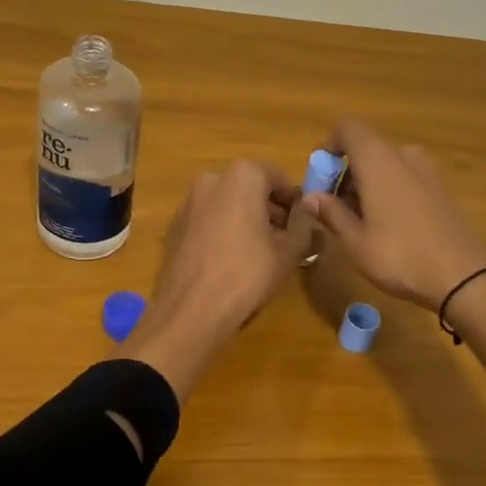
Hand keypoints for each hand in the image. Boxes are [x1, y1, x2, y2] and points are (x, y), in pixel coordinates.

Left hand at [125, 161, 310, 399]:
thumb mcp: (288, 251)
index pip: (277, 177)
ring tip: (260, 252)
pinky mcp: (175, 227)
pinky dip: (223, 231)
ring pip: (227, 204)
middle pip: (249, 188)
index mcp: (242, 176)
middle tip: (285, 237)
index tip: (303, 221)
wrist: (191, 309)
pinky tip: (231, 260)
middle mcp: (211, 180)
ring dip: (246, 219)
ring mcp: (188, 203)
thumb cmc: (247, 274)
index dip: (293, 199)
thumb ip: (303, 223)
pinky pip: (208, 221)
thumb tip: (310, 206)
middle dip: (269, 209)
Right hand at [298, 119, 485, 309]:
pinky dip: (389, 189)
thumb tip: (309, 197)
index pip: (347, 127)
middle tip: (335, 210)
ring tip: (361, 222)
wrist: (462, 275)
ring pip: (386, 163)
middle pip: (365, 147)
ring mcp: (427, 169)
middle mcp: (404, 154)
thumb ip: (330, 212)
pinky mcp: (441, 186)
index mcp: (378, 159)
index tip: (320, 180)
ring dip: (366, 183)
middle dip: (344, 173)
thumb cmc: (399, 255)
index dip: (328, 146)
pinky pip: (405, 175)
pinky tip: (389, 225)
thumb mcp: (355, 241)